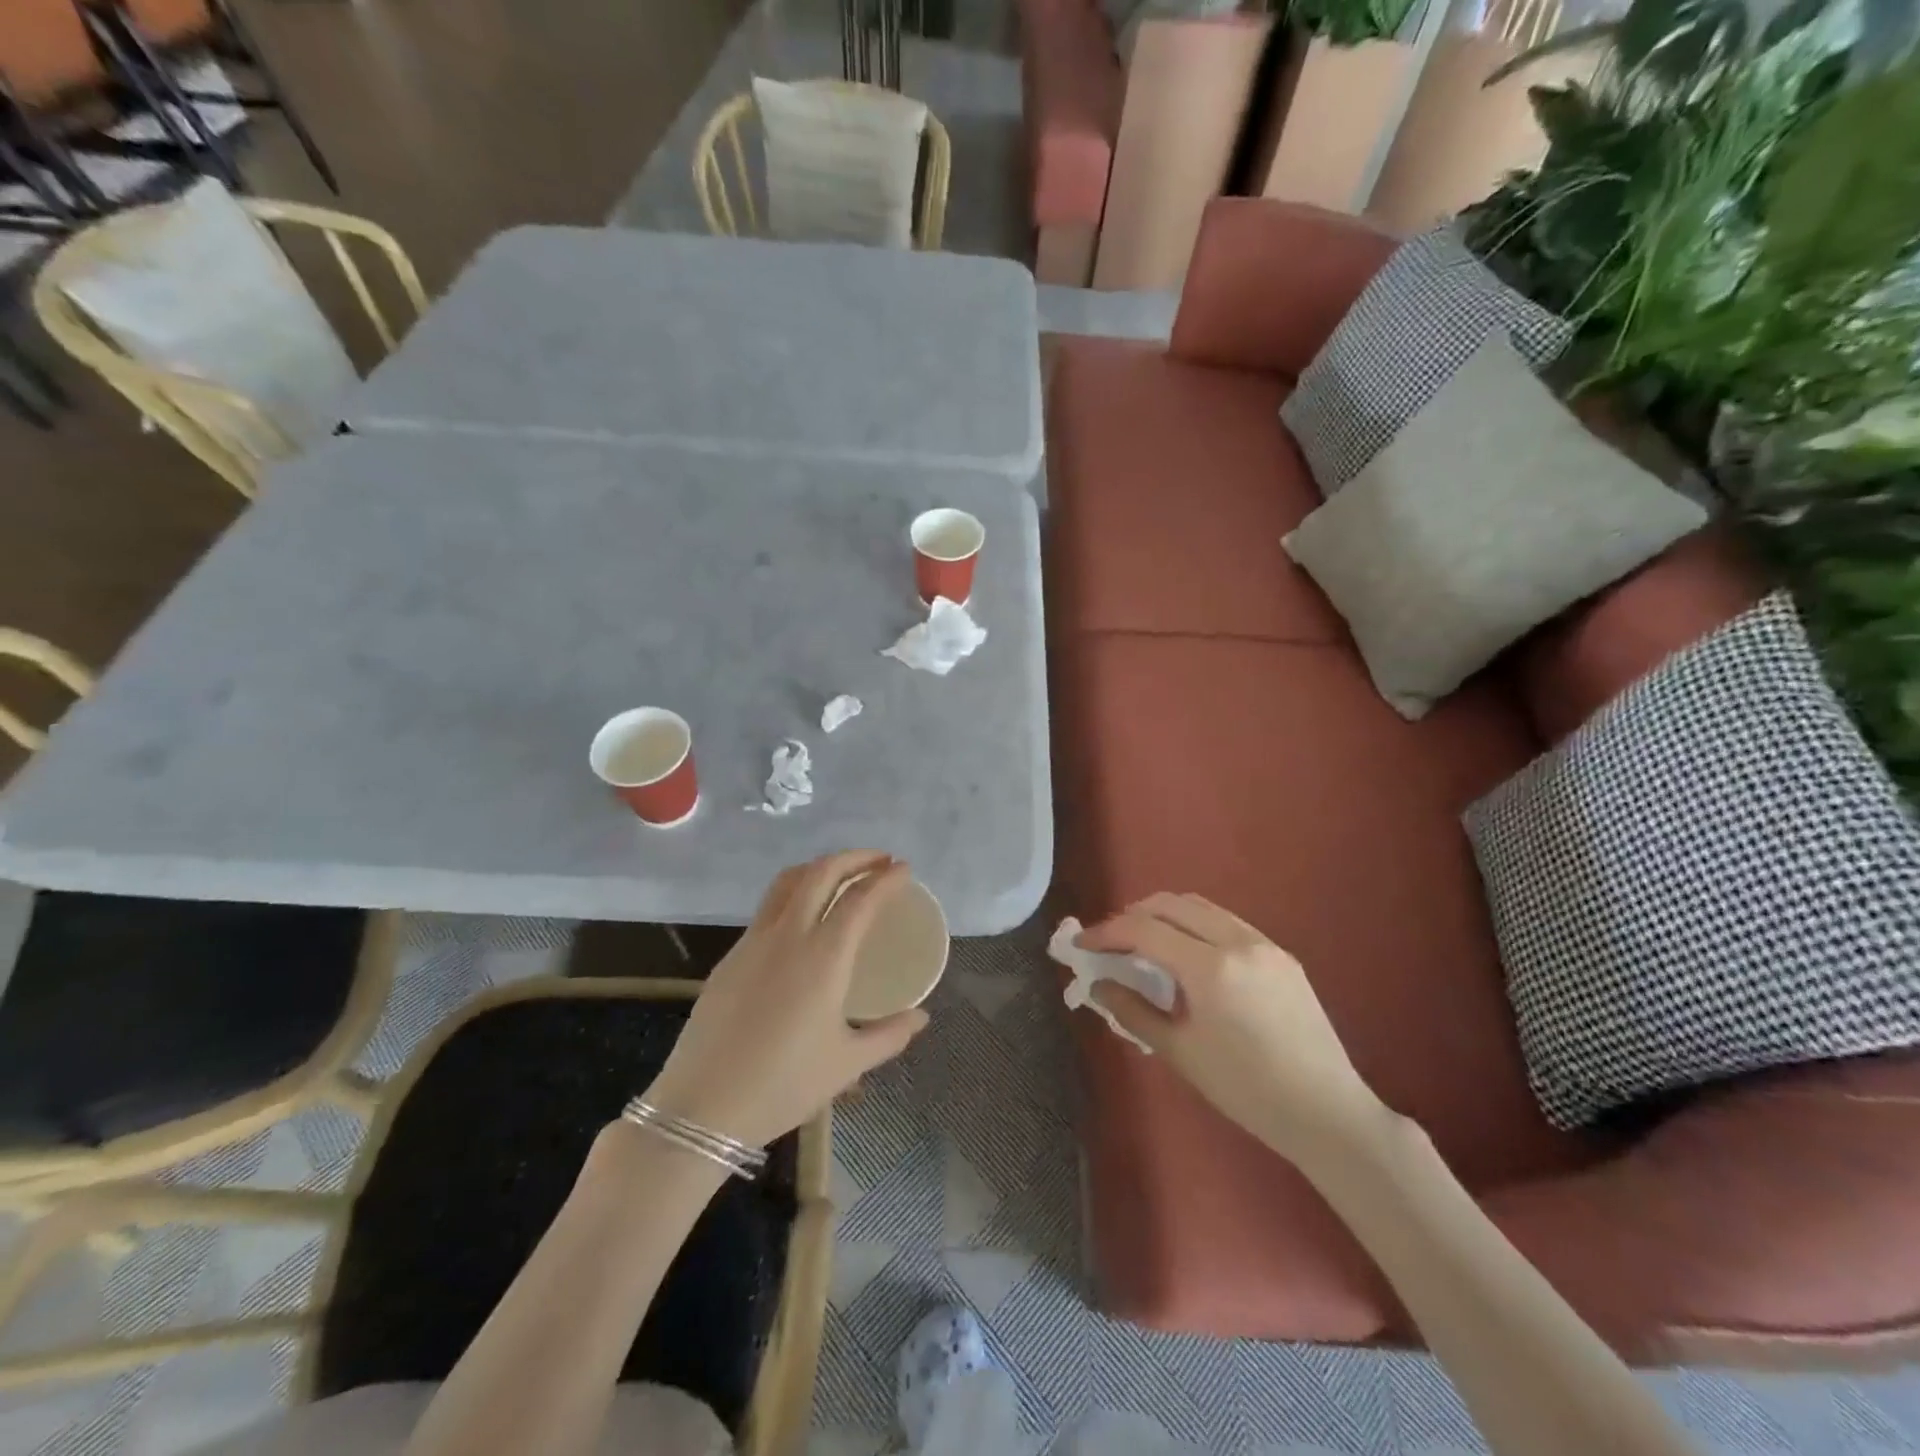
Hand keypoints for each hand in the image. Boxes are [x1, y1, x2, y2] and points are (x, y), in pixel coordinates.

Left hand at [644, 851, 929, 1147]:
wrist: (701, 1107)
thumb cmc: (783, 1085)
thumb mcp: (847, 1064)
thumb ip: (889, 1035)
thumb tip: (921, 1018)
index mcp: (823, 956)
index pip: (860, 899)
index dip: (885, 879)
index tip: (903, 869)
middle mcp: (788, 935)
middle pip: (821, 873)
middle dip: (854, 858)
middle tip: (879, 861)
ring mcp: (753, 942)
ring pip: (787, 882)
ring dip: (819, 868)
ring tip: (841, 876)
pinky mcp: (730, 957)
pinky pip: (767, 908)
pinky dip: (794, 893)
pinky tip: (803, 919)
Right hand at [1077, 893, 1389, 1166]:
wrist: (1326, 1113)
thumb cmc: (1246, 1090)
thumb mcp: (1180, 1052)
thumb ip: (1132, 1011)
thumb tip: (1096, 986)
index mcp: (1211, 968)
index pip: (1144, 930)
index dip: (1106, 933)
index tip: (1082, 944)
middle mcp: (1238, 942)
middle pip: (1171, 904)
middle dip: (1133, 916)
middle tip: (1111, 943)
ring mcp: (1264, 944)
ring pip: (1201, 907)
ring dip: (1164, 916)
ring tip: (1144, 944)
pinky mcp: (1281, 955)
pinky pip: (1226, 923)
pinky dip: (1195, 927)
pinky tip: (1187, 956)